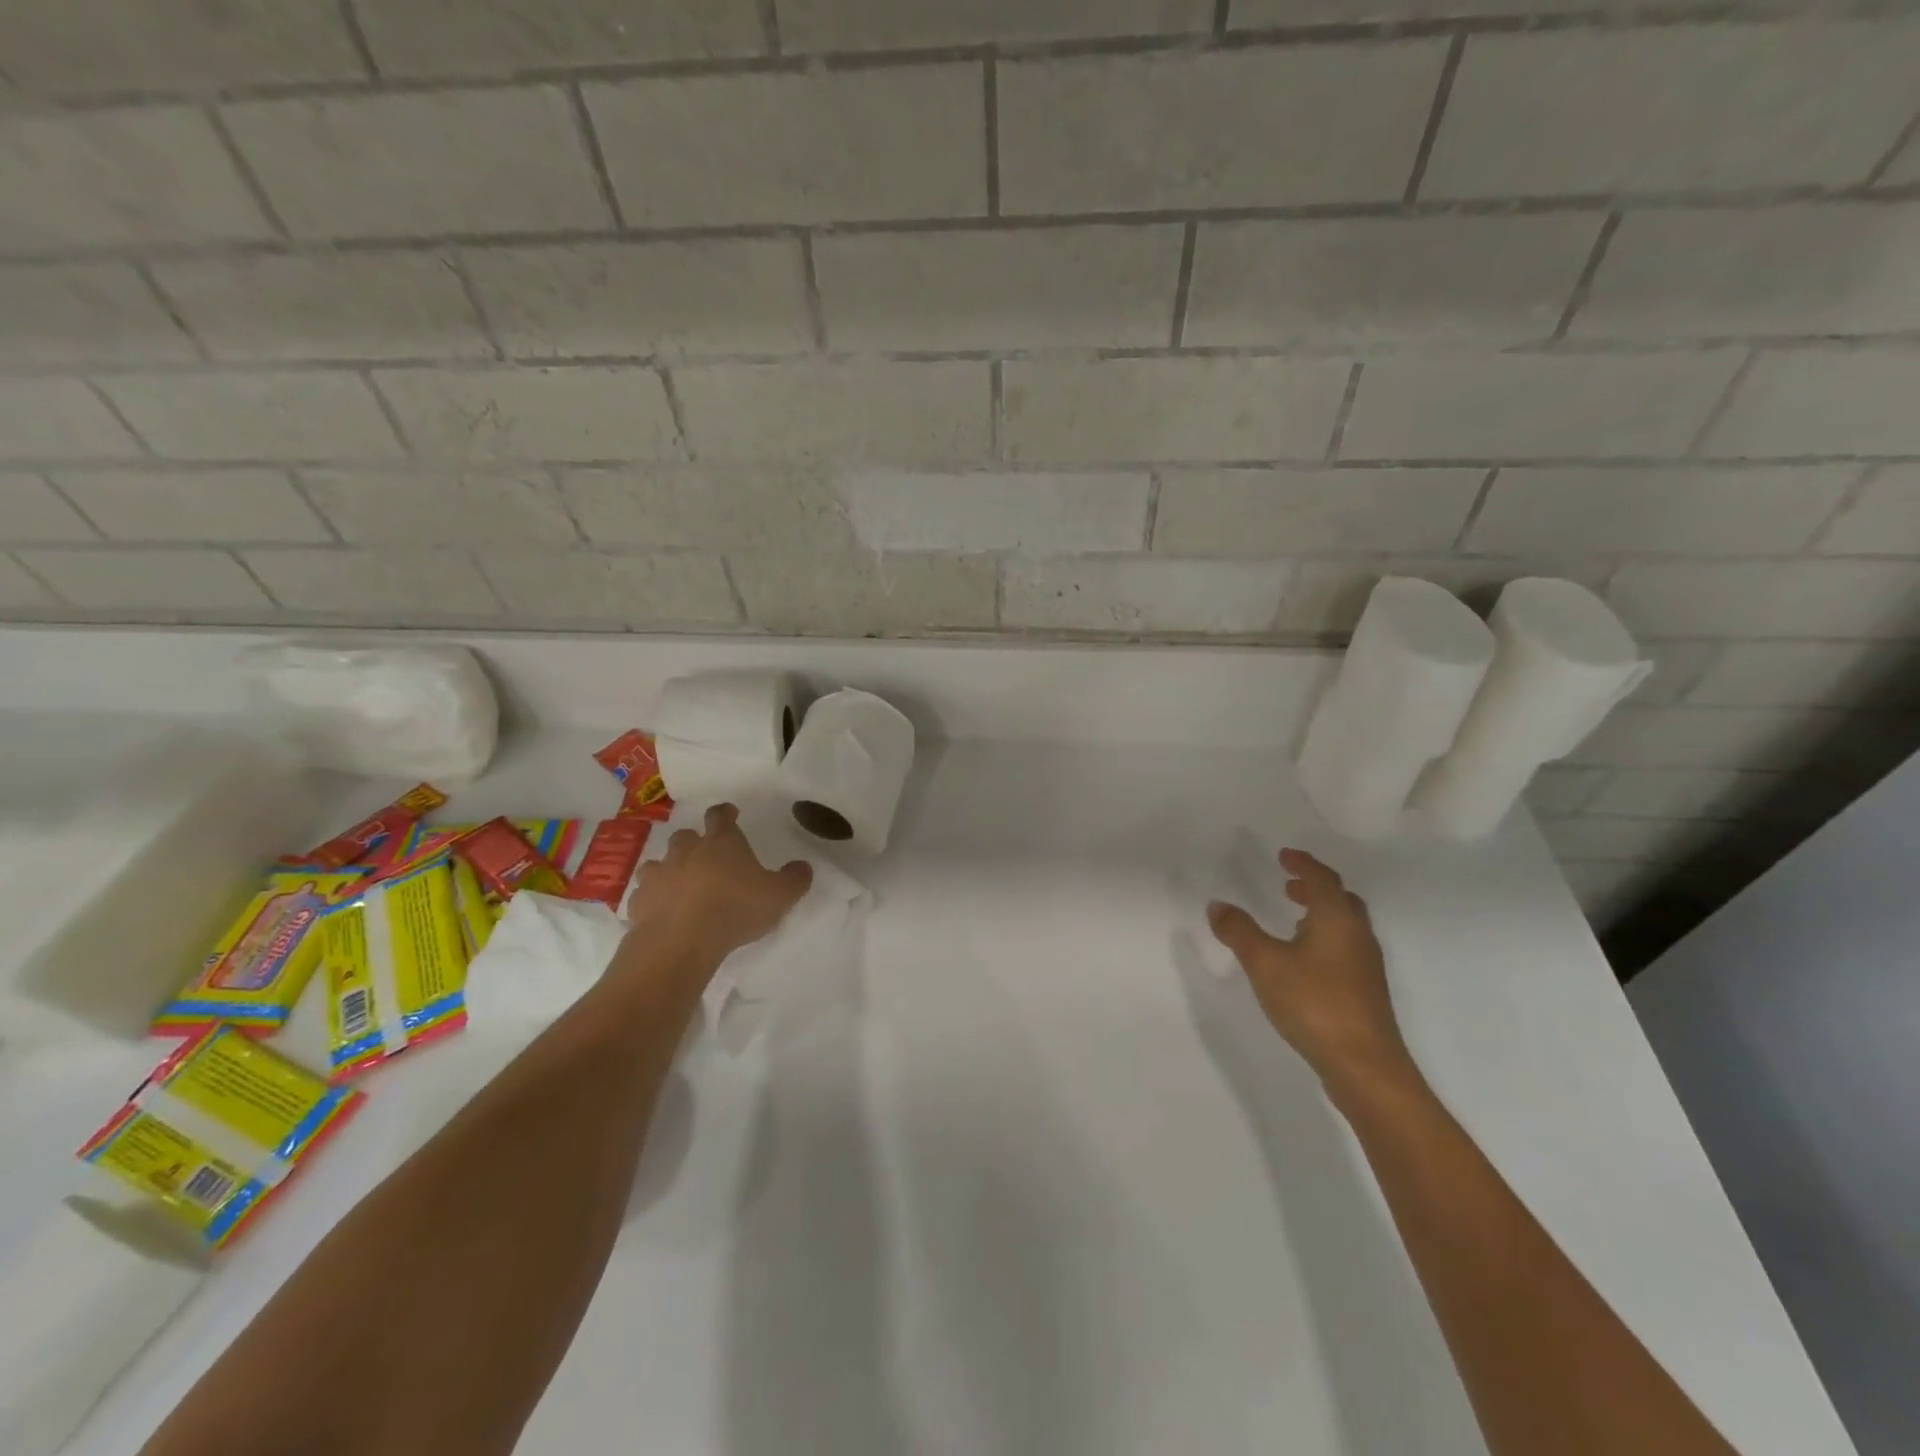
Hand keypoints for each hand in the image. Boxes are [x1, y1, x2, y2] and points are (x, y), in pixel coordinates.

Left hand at [625, 804, 812, 963]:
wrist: (681, 942)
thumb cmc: (735, 910)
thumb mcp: (780, 896)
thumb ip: (795, 879)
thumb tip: (803, 866)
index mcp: (721, 842)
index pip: (720, 815)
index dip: (726, 813)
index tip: (730, 813)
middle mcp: (687, 851)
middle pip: (686, 836)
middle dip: (695, 843)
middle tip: (707, 858)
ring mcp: (659, 874)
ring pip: (660, 862)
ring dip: (670, 869)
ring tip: (681, 885)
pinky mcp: (638, 901)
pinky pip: (645, 893)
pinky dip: (654, 898)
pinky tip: (662, 912)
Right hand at [1207, 849, 1416, 1100]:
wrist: (1364, 1065)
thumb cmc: (1314, 1002)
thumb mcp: (1264, 963)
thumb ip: (1239, 932)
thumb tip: (1218, 905)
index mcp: (1336, 919)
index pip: (1322, 879)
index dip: (1303, 864)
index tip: (1284, 855)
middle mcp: (1357, 935)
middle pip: (1341, 900)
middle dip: (1315, 888)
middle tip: (1289, 885)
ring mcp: (1365, 966)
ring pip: (1345, 926)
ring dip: (1320, 914)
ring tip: (1293, 919)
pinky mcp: (1365, 992)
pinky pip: (1345, 948)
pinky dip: (1325, 938)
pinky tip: (1304, 960)